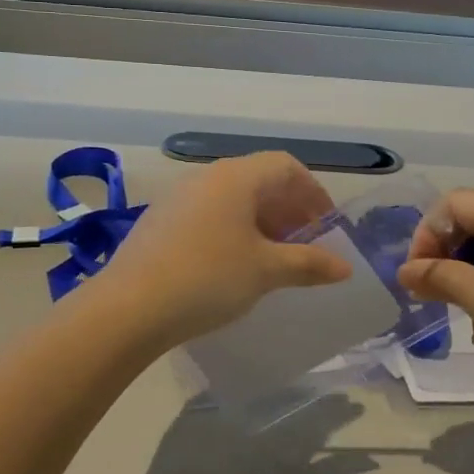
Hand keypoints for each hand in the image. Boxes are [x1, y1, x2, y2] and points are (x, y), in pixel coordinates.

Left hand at [94, 152, 352, 346]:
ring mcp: (179, 196)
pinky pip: (209, 214)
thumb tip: (345, 267)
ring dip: (261, 222)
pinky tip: (234, 265)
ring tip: (273, 258)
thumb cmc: (208, 278)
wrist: (128, 308)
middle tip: (305, 245)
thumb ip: (308, 264)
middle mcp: (207, 176)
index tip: (327, 226)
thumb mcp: (265, 271)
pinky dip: (233, 230)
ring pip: (233, 198)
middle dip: (289, 210)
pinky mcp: (160, 220)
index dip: (313, 192)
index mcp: (236, 176)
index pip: (286, 166)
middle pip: (260, 180)